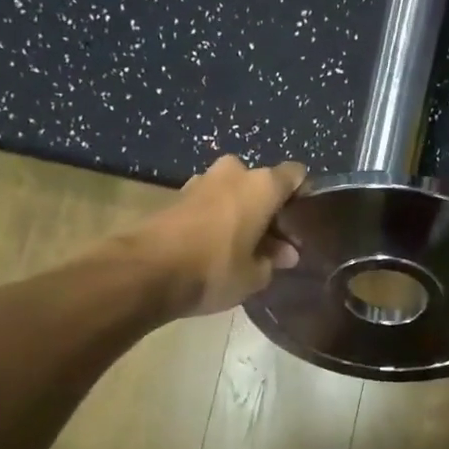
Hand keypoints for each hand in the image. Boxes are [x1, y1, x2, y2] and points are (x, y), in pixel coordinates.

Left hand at [124, 156, 305, 318]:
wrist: (145, 271)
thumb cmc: (214, 269)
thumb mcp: (255, 275)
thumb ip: (275, 260)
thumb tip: (285, 253)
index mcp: (262, 185)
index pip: (296, 175)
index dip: (302, 197)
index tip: (301, 224)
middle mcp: (234, 173)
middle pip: (262, 184)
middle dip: (268, 208)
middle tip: (271, 241)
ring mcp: (202, 180)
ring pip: (234, 192)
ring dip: (241, 212)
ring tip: (243, 246)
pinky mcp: (177, 195)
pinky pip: (210, 202)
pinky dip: (217, 218)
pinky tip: (216, 246)